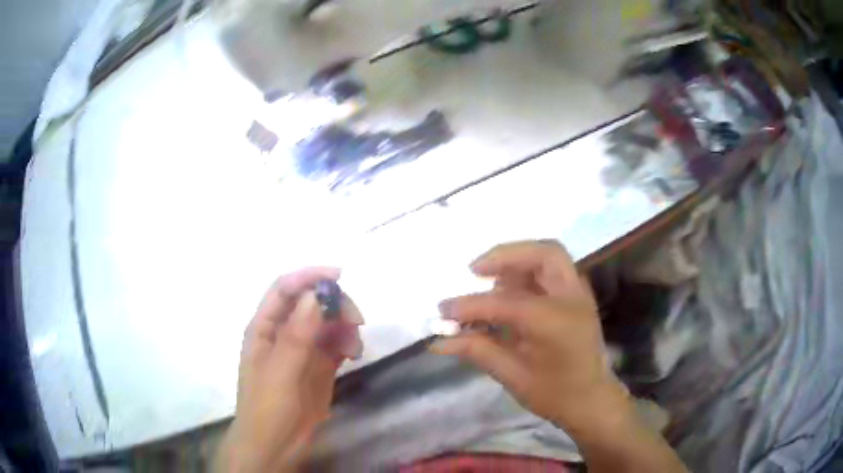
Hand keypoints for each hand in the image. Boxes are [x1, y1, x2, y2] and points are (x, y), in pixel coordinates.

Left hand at [216, 267, 363, 472]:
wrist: (275, 446)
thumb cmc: (268, 408)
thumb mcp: (280, 371)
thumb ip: (297, 334)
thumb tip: (317, 296)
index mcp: (264, 327)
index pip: (285, 289)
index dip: (309, 277)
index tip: (339, 277)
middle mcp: (283, 333)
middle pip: (311, 303)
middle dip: (334, 305)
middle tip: (356, 319)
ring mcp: (302, 350)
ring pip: (326, 323)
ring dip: (344, 326)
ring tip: (354, 346)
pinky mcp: (318, 367)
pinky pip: (336, 344)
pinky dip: (347, 343)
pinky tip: (354, 355)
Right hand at [430, 241, 687, 472]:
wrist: (591, 400)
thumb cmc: (554, 393)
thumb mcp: (513, 375)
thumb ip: (477, 350)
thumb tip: (439, 341)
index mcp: (554, 320)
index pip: (504, 302)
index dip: (470, 305)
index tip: (444, 311)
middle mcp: (571, 297)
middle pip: (543, 253)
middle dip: (506, 255)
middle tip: (475, 271)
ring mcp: (578, 294)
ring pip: (549, 257)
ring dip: (517, 261)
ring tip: (489, 280)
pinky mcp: (577, 298)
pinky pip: (552, 271)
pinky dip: (528, 272)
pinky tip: (509, 290)